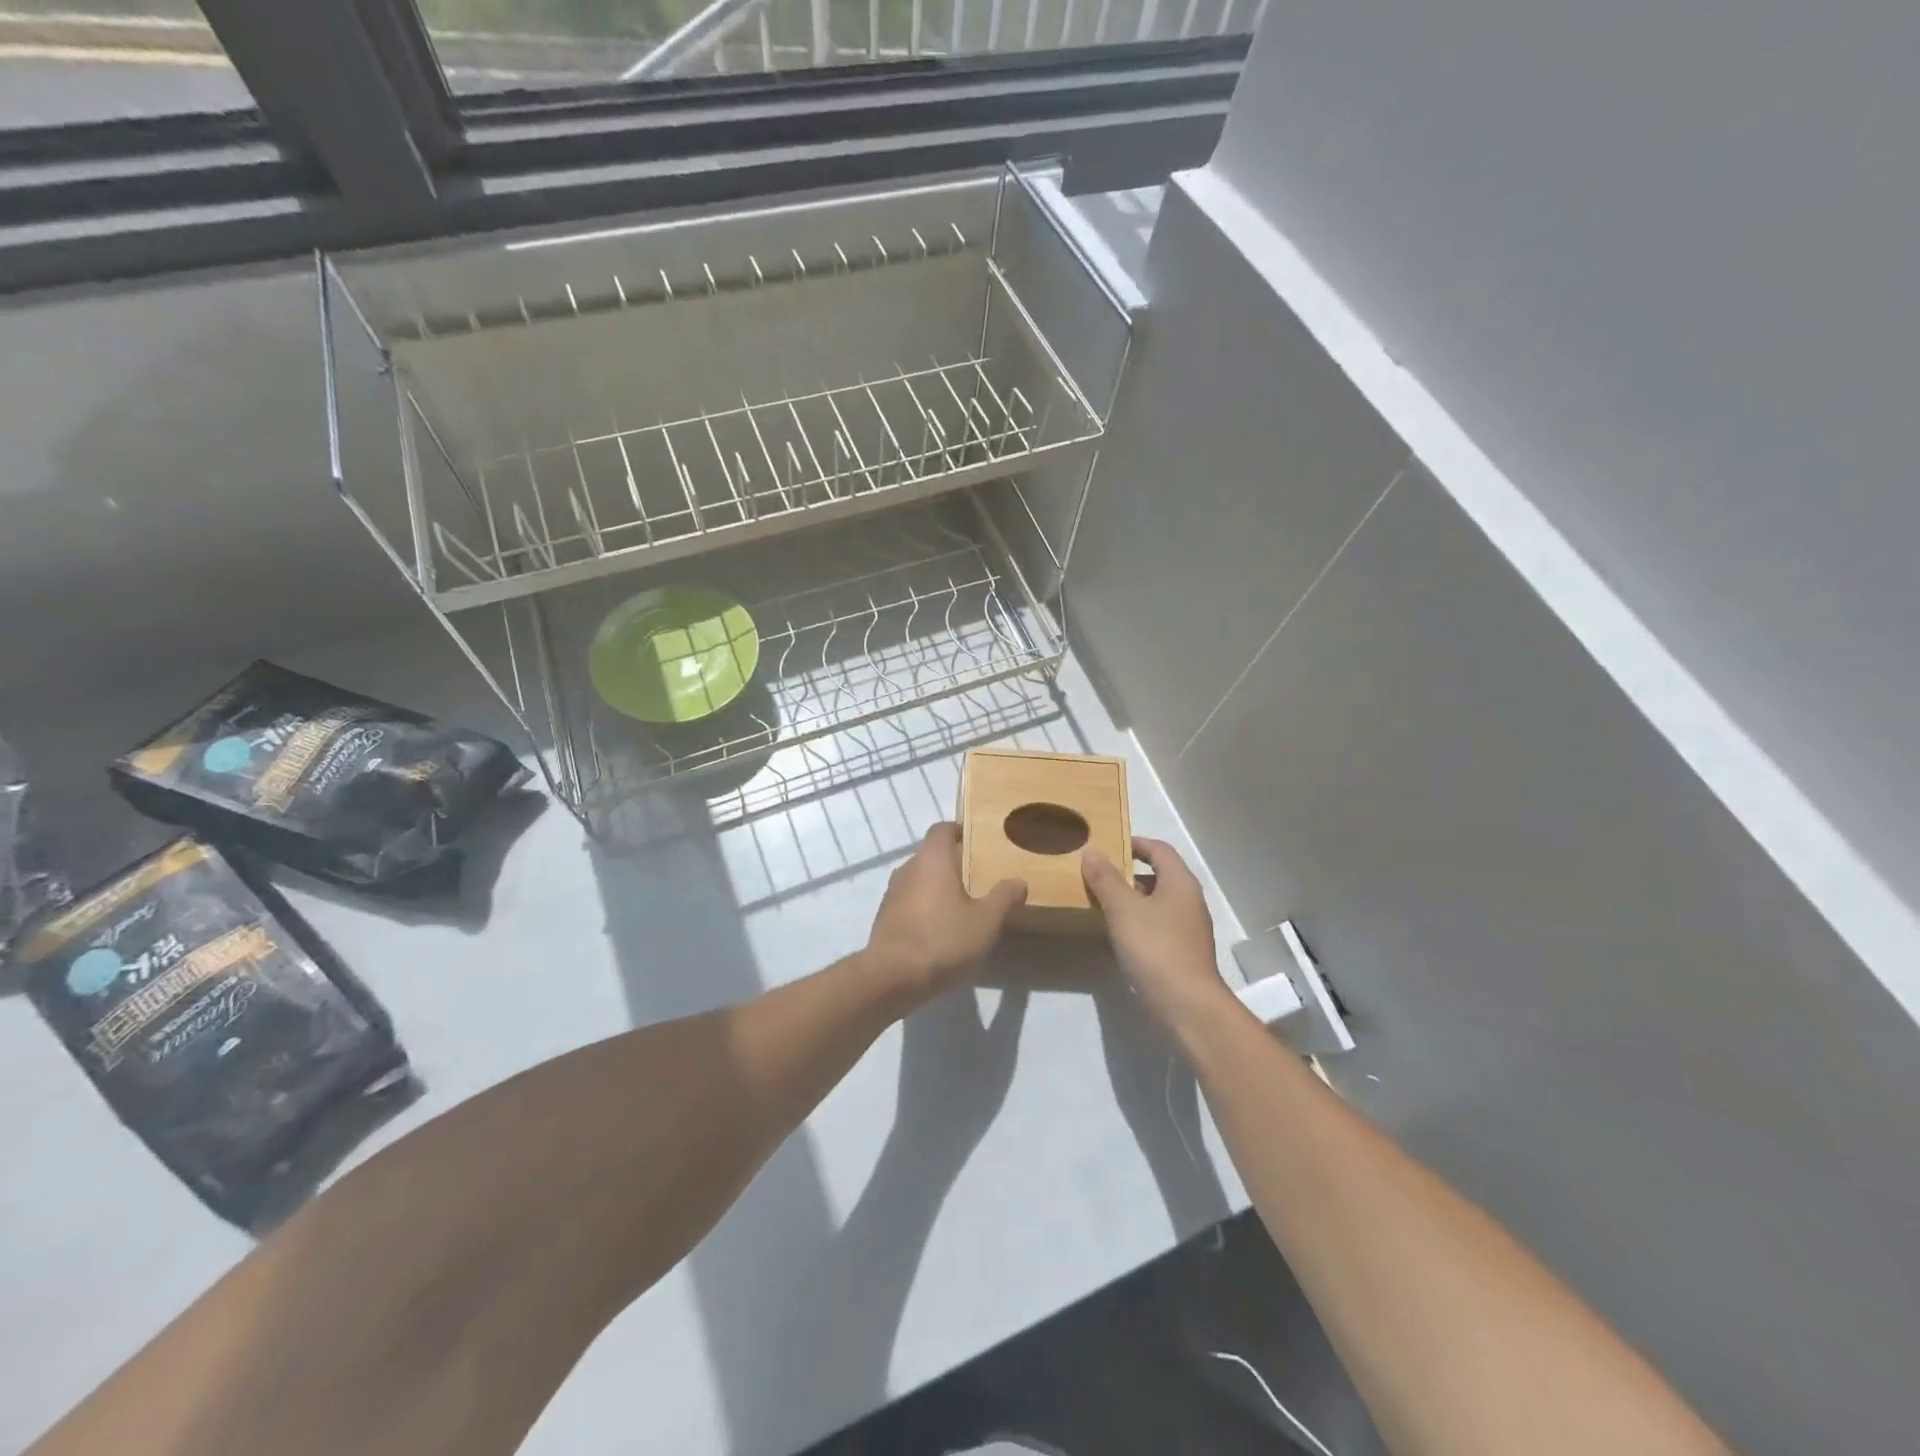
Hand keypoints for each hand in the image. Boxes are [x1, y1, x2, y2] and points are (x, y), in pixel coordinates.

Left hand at [866, 823, 1025, 1005]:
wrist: (892, 978)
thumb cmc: (943, 940)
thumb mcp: (985, 922)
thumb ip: (1003, 898)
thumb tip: (1018, 881)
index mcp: (932, 859)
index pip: (942, 829)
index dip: (959, 831)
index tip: (977, 842)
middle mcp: (908, 868)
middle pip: (931, 855)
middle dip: (952, 863)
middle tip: (978, 878)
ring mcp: (891, 894)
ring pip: (919, 880)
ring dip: (937, 888)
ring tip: (961, 906)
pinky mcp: (884, 918)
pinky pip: (908, 903)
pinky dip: (924, 908)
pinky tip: (940, 930)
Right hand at [1083, 837, 1230, 1029]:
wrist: (1187, 1005)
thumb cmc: (1155, 947)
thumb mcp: (1123, 909)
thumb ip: (1105, 879)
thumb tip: (1092, 852)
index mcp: (1180, 882)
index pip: (1159, 849)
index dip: (1135, 843)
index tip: (1108, 846)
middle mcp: (1189, 900)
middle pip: (1158, 874)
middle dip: (1127, 873)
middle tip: (1097, 876)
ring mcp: (1188, 928)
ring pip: (1156, 902)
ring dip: (1131, 899)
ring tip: (1101, 904)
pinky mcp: (1182, 951)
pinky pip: (1157, 924)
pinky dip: (1137, 921)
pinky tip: (1117, 934)